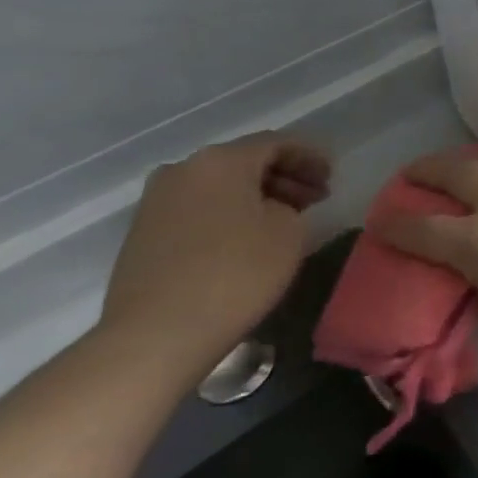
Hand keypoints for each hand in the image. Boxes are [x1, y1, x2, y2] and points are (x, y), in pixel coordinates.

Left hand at [95, 134, 331, 383]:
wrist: (156, 334)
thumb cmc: (235, 274)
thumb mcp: (289, 233)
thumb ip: (291, 206)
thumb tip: (275, 207)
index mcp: (221, 160)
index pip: (277, 143)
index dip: (310, 156)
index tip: (333, 175)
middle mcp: (183, 169)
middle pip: (245, 162)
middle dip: (284, 176)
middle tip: (315, 197)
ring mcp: (157, 201)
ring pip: (220, 186)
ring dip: (256, 196)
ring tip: (285, 219)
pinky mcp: (144, 233)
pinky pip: (199, 209)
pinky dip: (229, 214)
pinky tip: (248, 238)